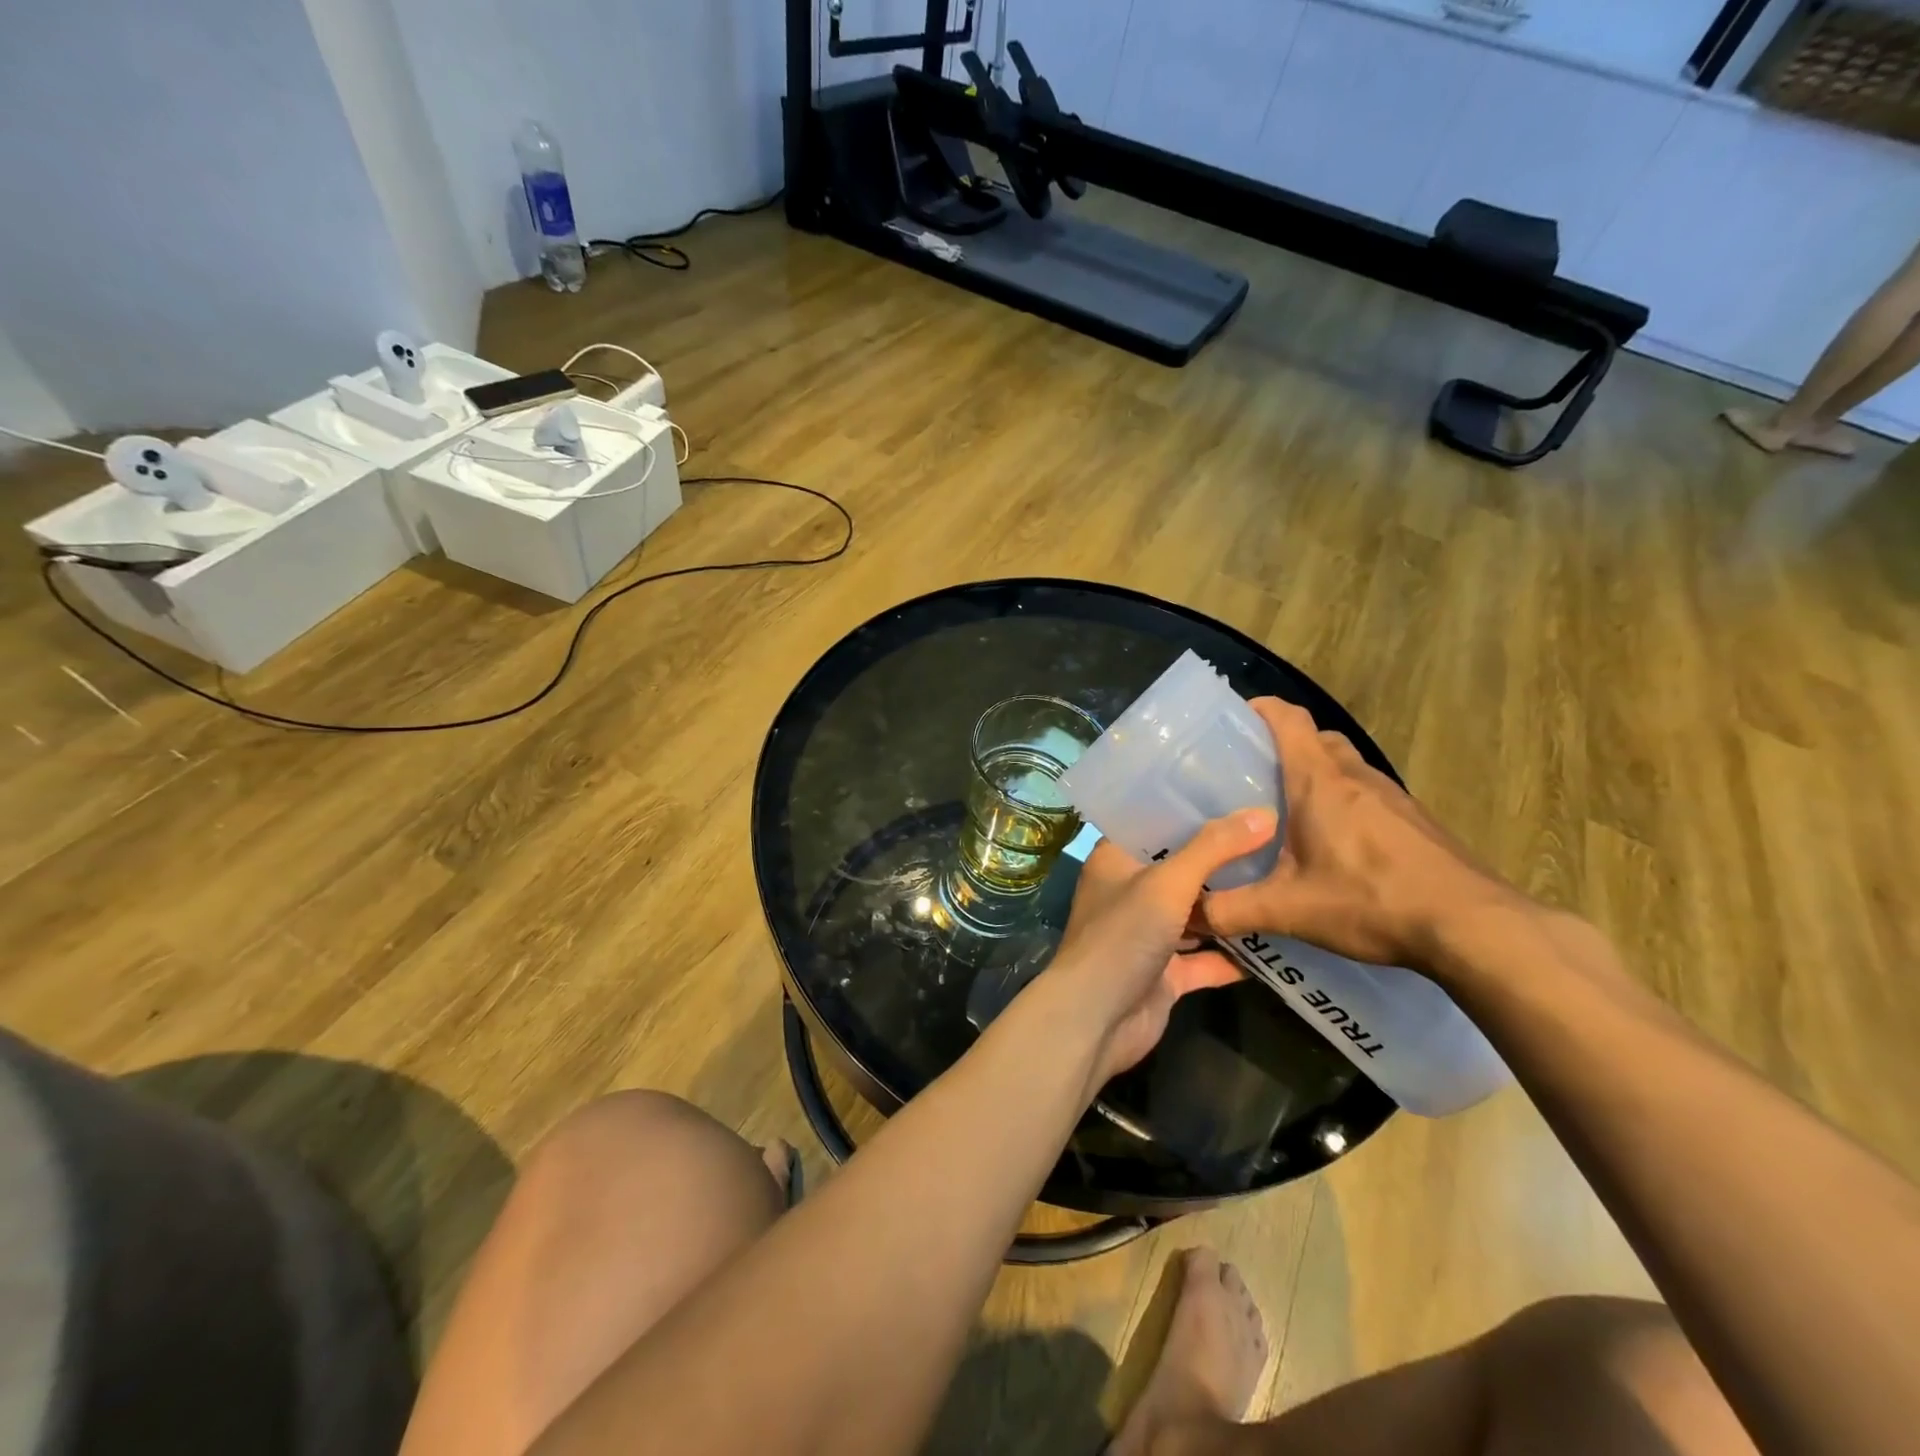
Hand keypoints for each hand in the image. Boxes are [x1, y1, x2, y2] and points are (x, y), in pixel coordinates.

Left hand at [1044, 810, 1277, 1085]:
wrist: (1096, 1019)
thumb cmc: (1122, 936)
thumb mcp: (1168, 883)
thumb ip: (1214, 849)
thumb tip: (1264, 813)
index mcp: (1116, 860)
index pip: (1154, 824)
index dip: (1191, 810)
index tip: (1237, 794)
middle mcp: (1130, 893)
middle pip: (1180, 868)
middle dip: (1221, 858)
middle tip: (1276, 835)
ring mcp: (1147, 935)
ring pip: (1195, 914)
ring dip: (1230, 906)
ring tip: (1283, 880)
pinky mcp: (1165, 974)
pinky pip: (1205, 959)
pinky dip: (1234, 955)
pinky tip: (1276, 942)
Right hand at [1200, 698, 1524, 977]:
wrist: (1474, 928)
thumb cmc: (1372, 901)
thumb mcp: (1288, 910)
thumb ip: (1230, 911)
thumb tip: (1187, 914)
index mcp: (1319, 780)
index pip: (1287, 718)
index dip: (1260, 709)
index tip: (1233, 721)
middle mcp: (1355, 776)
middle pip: (1315, 738)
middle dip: (1282, 747)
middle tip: (1250, 779)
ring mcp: (1392, 796)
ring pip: (1344, 766)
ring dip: (1315, 776)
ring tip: (1286, 813)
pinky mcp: (1415, 820)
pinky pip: (1367, 794)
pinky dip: (1343, 802)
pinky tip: (1334, 846)